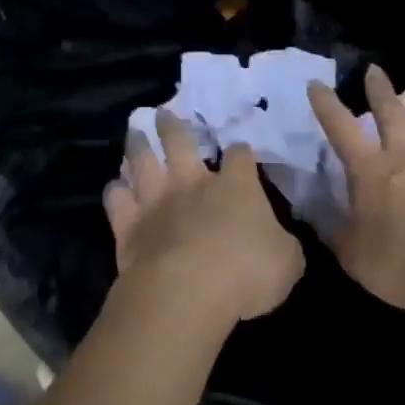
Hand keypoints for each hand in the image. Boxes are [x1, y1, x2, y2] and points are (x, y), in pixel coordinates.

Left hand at [105, 110, 305, 324]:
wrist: (188, 292)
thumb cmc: (246, 273)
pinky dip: (116, 191)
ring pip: (142, 161)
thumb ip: (283, 245)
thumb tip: (279, 241)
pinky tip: (116, 187)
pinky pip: (117, 201)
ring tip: (135, 131)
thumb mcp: (288, 262)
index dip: (241, 152)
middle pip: (180, 141)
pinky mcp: (129, 226)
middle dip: (172, 125)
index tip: (240, 151)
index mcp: (236, 187)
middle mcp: (193, 183)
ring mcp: (157, 201)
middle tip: (163, 112)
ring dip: (138, 145)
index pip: (240, 156)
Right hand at [309, 65, 404, 315]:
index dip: (327, 105)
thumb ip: (336, 232)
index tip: (317, 83)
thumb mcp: (354, 257)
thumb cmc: (403, 267)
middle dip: (380, 90)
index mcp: (371, 172)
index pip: (341, 129)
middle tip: (375, 70)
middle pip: (392, 113)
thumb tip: (316, 213)